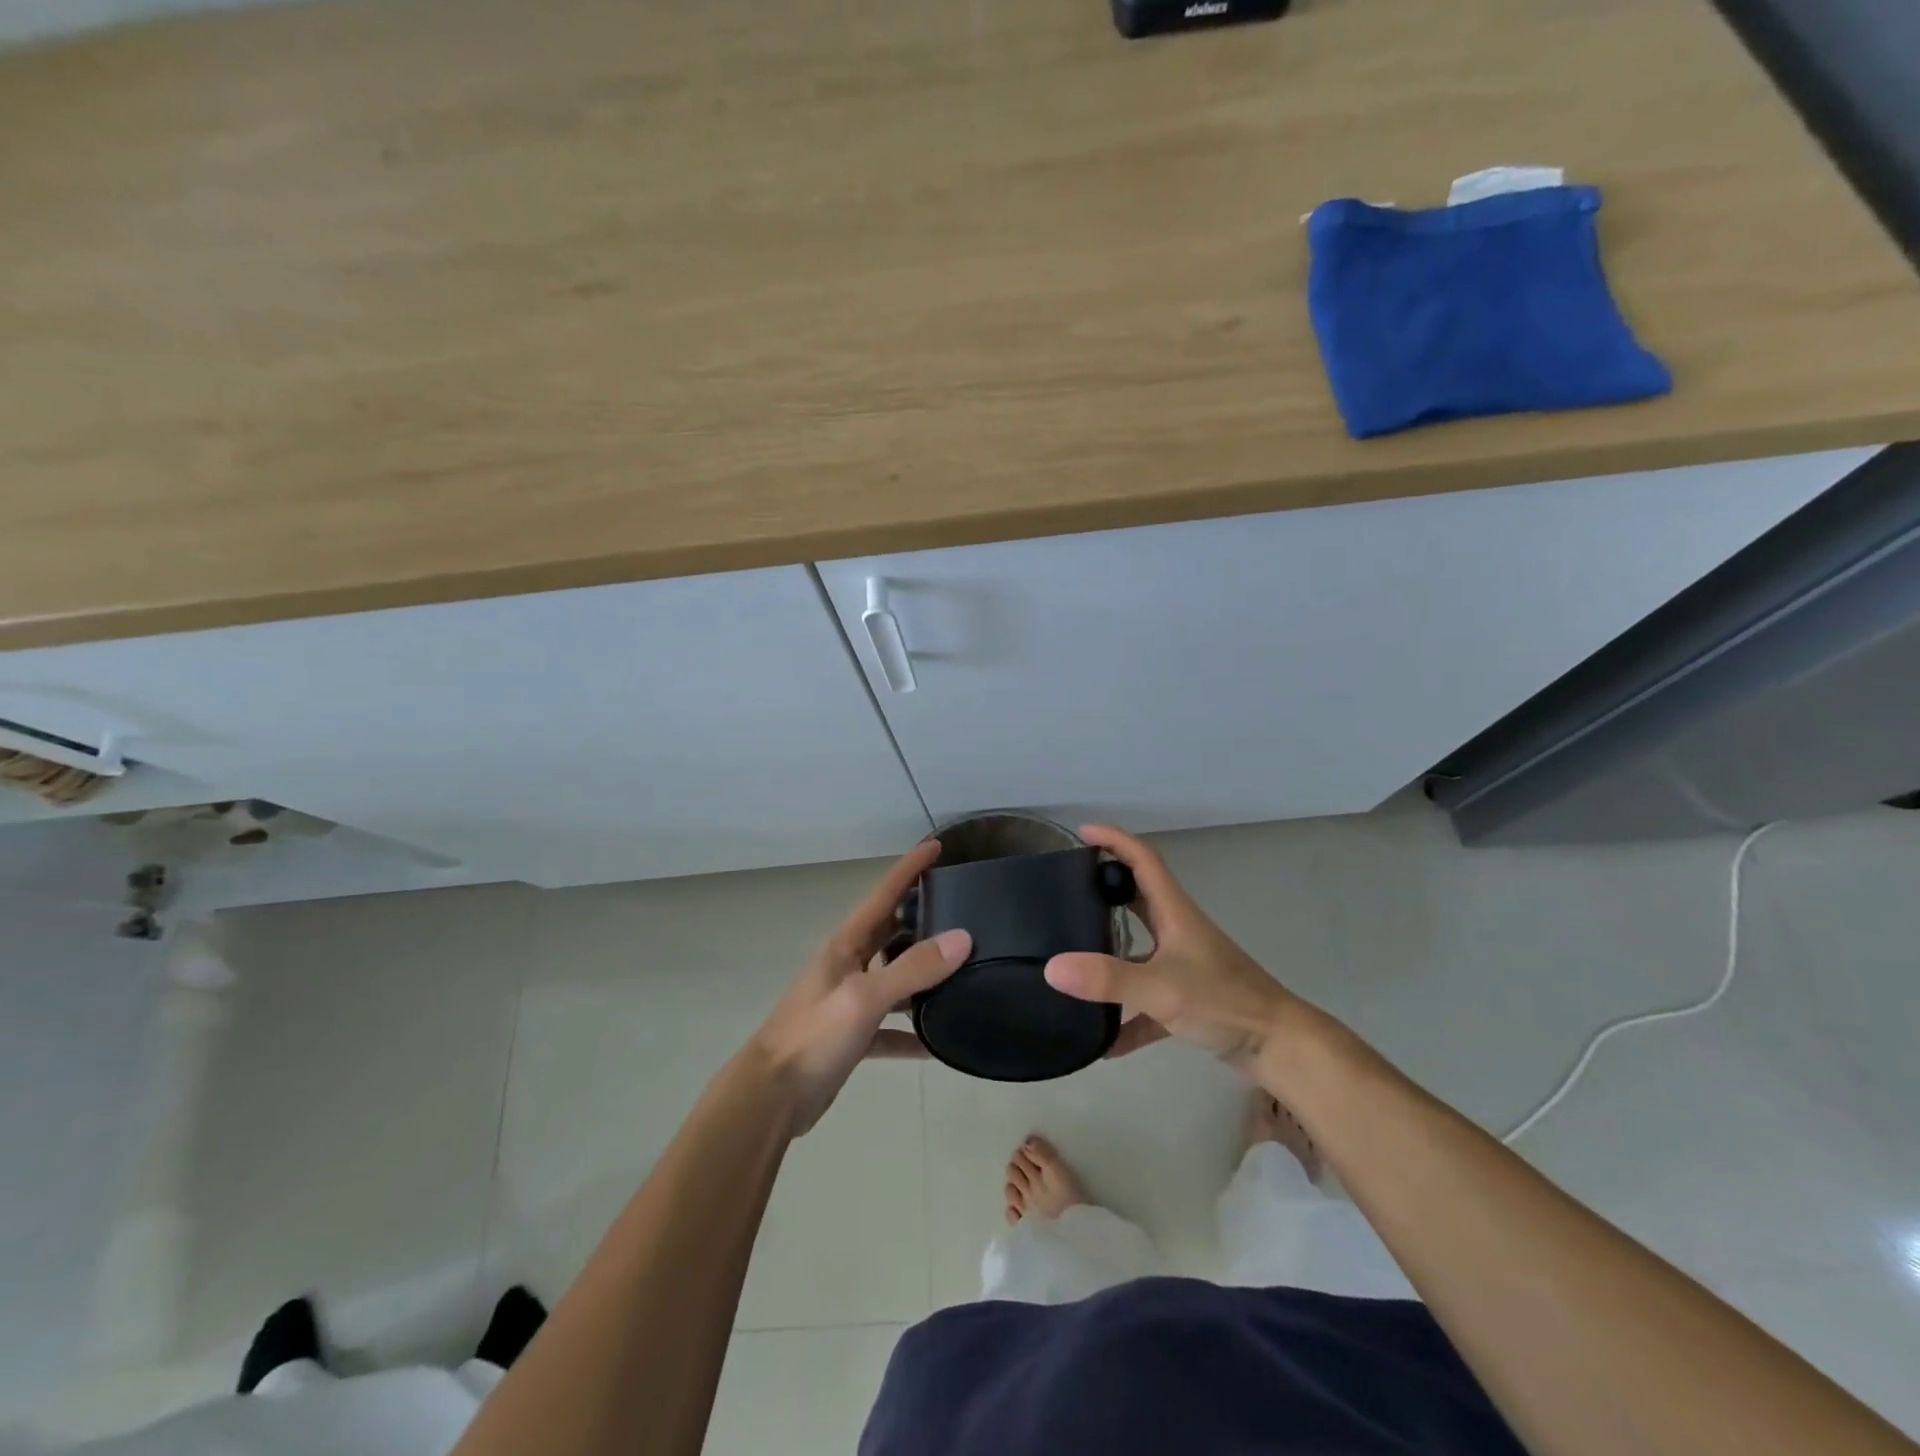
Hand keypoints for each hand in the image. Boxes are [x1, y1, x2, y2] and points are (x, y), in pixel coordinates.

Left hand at [750, 839, 970, 1135]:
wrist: (770, 1099)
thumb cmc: (813, 1036)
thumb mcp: (864, 998)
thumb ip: (912, 969)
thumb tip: (963, 937)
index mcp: (846, 945)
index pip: (883, 894)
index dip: (909, 868)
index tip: (937, 845)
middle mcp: (849, 966)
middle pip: (890, 931)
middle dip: (921, 915)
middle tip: (962, 906)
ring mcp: (850, 1002)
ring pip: (894, 977)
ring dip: (921, 972)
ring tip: (962, 968)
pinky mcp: (852, 1037)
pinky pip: (891, 1027)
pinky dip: (912, 1031)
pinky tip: (937, 1042)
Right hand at [1048, 825, 1296, 1070]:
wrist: (1279, 1046)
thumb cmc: (1224, 1001)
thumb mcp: (1161, 988)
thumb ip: (1107, 979)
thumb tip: (1051, 968)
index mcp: (1174, 913)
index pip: (1143, 860)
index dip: (1115, 840)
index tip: (1082, 832)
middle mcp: (1177, 932)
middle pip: (1137, 899)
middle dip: (1104, 889)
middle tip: (1067, 890)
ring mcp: (1184, 966)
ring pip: (1139, 950)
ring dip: (1111, 953)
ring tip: (1073, 956)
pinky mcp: (1188, 999)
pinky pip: (1147, 1002)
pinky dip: (1128, 1017)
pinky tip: (1105, 1044)